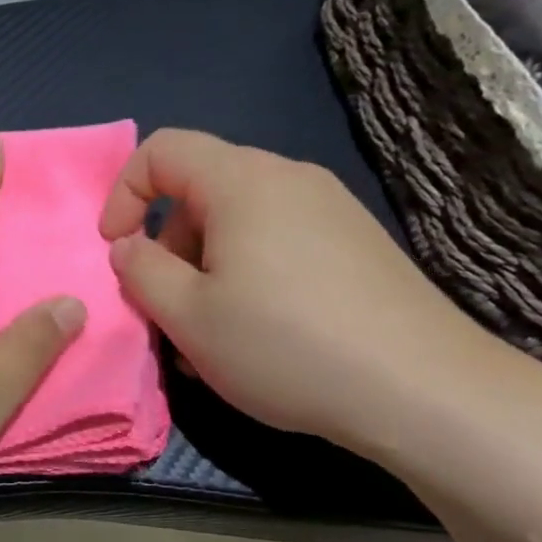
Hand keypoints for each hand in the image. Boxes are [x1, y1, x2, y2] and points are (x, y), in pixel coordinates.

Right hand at [98, 129, 494, 450]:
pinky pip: (279, 243)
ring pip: (239, 223)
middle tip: (166, 308)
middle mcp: (289, 179)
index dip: (123, 194)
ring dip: (205, 269)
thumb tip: (129, 247)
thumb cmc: (285, 345)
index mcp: (242, 181)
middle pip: (200, 190)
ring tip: (209, 336)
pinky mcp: (357, 245)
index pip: (161, 150)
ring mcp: (331, 210)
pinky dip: (248, 276)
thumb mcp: (188, 315)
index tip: (118, 250)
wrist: (424, 391)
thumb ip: (140, 271)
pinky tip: (259, 335)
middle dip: (167, 244)